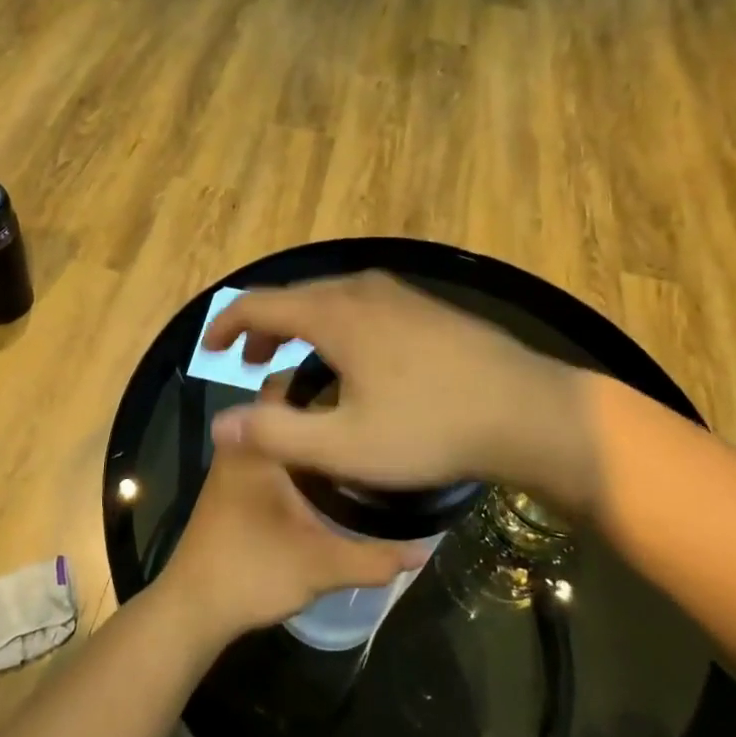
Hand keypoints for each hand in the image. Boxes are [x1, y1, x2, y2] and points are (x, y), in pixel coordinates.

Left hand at [160, 378, 429, 638]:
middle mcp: (243, 443)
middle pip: (287, 405)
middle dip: (326, 404)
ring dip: (312, 430)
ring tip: (360, 436)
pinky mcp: (236, 483)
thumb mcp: (320, 566)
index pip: (289, 383)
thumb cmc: (252, 572)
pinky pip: (273, 450)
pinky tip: (333, 470)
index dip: (328, 378)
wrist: (195, 608)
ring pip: (280, 430)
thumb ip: (373, 557)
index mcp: (258, 445)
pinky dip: (299, 451)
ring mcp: (236, 463)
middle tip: (372, 412)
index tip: (367, 385)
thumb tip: (424, 550)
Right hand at [203, 272, 589, 500]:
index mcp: (334, 314)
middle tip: (249, 362)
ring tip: (293, 361)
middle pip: (294, 297)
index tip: (208, 350)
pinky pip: (361, 304)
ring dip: (300, 325)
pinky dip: (335, 324)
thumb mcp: (345, 446)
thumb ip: (276, 434)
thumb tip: (219, 425)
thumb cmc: (431, 428)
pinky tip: (352, 358)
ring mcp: (399, 293)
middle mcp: (362, 289)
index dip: (226, 325)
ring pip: (330, 299)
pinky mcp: (426, 306)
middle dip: (262, 327)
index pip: (259, 304)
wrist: (527, 410)